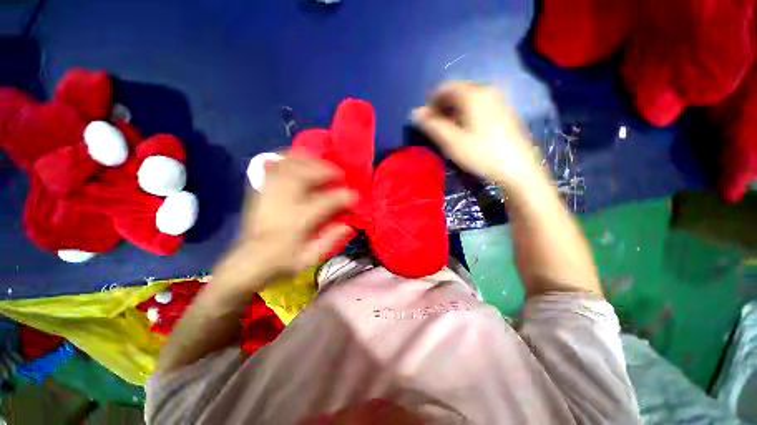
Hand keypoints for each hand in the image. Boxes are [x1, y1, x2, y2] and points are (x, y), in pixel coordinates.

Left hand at [212, 157, 355, 296]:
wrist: (248, 261)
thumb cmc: (282, 261)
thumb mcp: (310, 258)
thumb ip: (330, 240)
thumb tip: (348, 225)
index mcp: (298, 220)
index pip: (327, 201)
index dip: (345, 196)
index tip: (355, 196)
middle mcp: (284, 201)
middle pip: (307, 173)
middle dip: (327, 170)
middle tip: (339, 175)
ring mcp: (270, 192)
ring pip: (290, 165)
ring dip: (310, 161)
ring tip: (322, 164)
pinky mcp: (261, 189)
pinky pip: (275, 165)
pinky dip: (289, 159)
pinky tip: (298, 161)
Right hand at [412, 81, 540, 184]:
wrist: (518, 168)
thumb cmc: (481, 154)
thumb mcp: (452, 142)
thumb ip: (432, 125)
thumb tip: (415, 113)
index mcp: (474, 95)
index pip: (446, 87)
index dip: (431, 100)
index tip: (425, 118)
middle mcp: (487, 90)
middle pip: (458, 90)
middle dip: (443, 105)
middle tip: (435, 124)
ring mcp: (499, 100)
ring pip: (469, 98)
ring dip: (454, 109)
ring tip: (448, 128)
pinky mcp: (504, 111)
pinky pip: (480, 105)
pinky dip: (467, 112)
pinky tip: (466, 129)